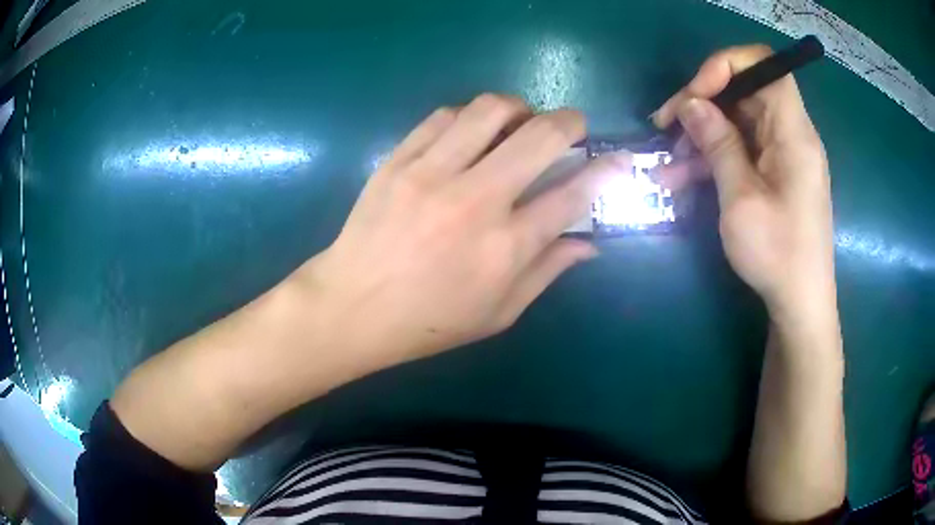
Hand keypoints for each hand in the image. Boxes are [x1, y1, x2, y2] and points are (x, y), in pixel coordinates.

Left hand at [295, 94, 627, 367]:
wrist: (352, 306)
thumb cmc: (429, 321)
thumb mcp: (499, 313)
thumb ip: (548, 272)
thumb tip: (591, 244)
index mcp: (505, 248)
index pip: (573, 195)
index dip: (606, 172)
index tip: (620, 160)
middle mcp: (475, 201)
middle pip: (540, 137)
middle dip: (570, 122)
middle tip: (572, 128)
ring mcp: (431, 174)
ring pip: (490, 109)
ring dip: (519, 108)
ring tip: (519, 123)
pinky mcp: (398, 160)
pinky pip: (444, 115)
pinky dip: (469, 116)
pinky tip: (471, 133)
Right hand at [652, 45, 835, 321]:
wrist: (800, 303)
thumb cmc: (777, 255)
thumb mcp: (741, 199)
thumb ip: (718, 144)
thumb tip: (691, 104)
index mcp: (793, 133)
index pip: (762, 65)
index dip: (725, 66)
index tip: (694, 95)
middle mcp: (791, 134)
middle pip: (744, 91)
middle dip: (702, 103)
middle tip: (666, 126)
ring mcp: (783, 154)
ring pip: (738, 121)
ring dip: (702, 136)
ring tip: (668, 165)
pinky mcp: (776, 173)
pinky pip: (742, 149)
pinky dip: (714, 158)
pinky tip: (683, 178)